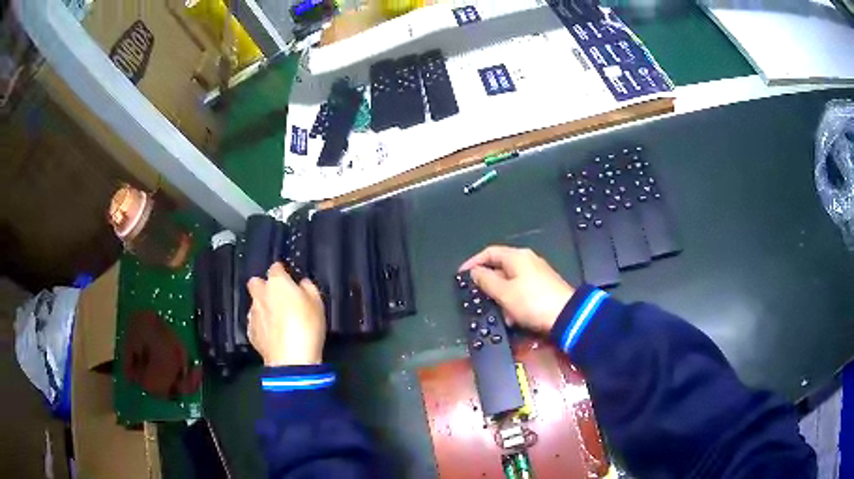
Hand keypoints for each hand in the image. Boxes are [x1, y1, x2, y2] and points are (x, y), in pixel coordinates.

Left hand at [247, 263, 325, 366]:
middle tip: (278, 297)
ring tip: (277, 320)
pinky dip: (262, 325)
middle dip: (264, 286)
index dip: (282, 272)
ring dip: (263, 307)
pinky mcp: (251, 332)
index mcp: (277, 283)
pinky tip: (273, 334)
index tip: (289, 279)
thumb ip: (308, 288)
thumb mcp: (318, 303)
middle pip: (256, 282)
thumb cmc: (307, 327)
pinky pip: (255, 322)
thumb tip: (301, 284)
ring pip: (255, 303)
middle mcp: (261, 295)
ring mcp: (253, 314)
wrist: (291, 360)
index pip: (275, 267)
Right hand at [460, 246, 574, 332]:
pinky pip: (521, 292)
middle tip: (481, 299)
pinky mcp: (543, 288)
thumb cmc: (532, 302)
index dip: (473, 262)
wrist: (566, 316)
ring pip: (510, 284)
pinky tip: (514, 318)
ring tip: (502, 314)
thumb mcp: (504, 293)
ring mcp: (537, 274)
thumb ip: (486, 280)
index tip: (461, 275)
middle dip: (490, 286)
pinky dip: (514, 303)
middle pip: (500, 268)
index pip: (489, 252)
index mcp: (517, 256)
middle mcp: (527, 261)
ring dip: (502, 299)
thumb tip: (475, 272)